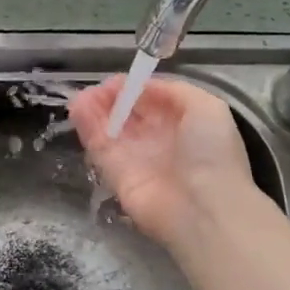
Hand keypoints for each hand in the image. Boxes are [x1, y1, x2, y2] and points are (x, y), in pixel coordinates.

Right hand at [70, 75, 256, 247]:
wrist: (203, 209)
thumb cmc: (211, 153)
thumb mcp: (207, 108)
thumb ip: (174, 91)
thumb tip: (142, 87)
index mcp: (183, 123)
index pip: (153, 100)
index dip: (135, 88)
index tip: (119, 80)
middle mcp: (158, 140)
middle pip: (129, 114)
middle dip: (112, 98)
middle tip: (96, 88)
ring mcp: (136, 157)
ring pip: (110, 128)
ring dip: (95, 109)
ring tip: (82, 96)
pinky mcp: (115, 175)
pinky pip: (99, 146)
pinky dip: (87, 126)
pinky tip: (78, 107)